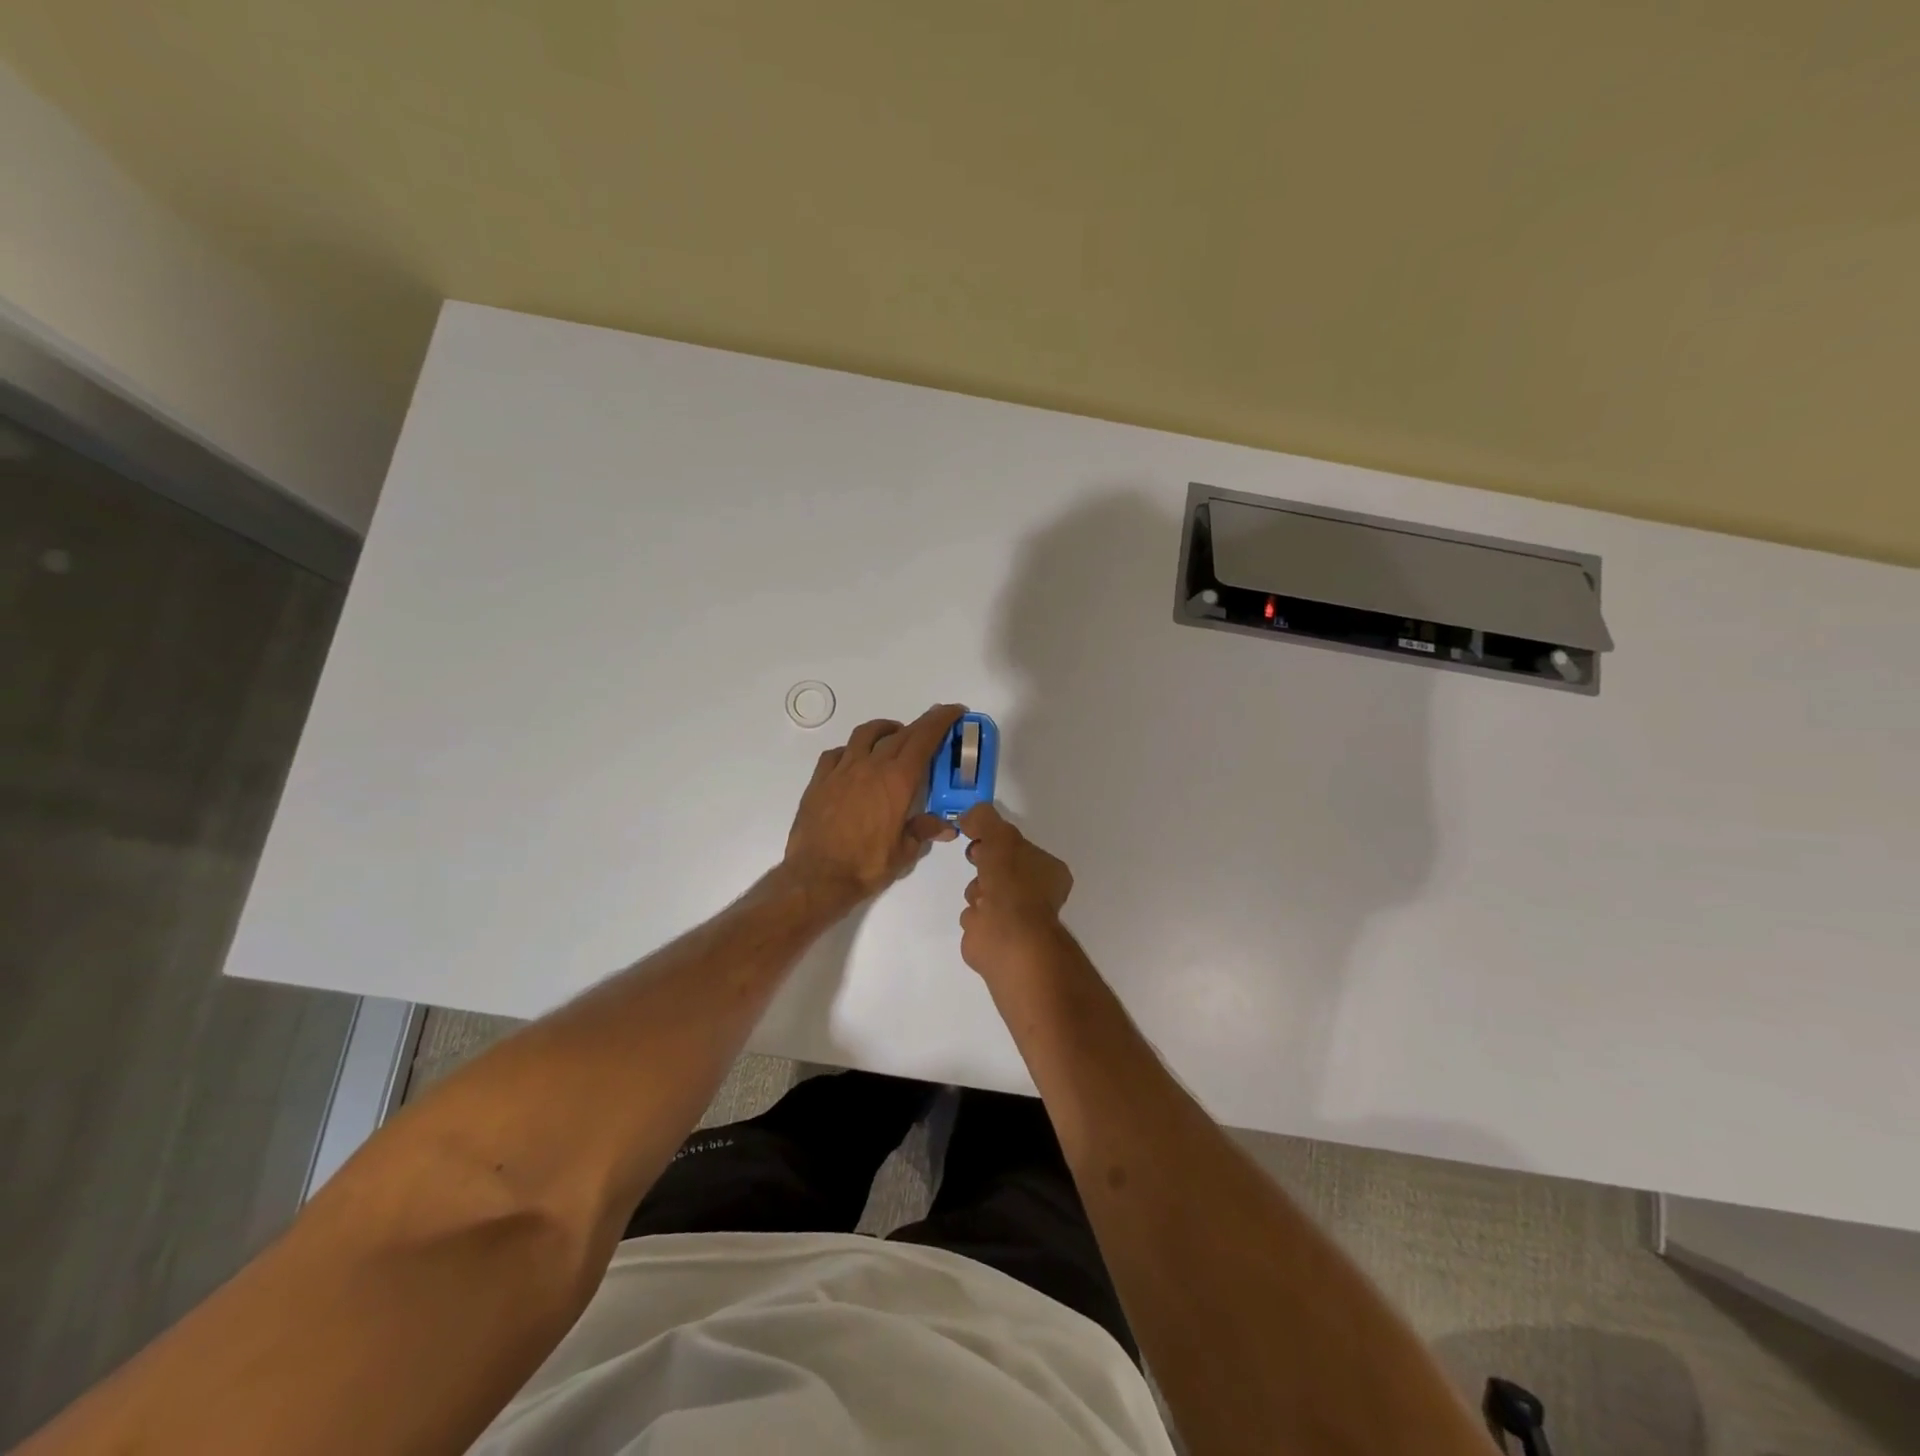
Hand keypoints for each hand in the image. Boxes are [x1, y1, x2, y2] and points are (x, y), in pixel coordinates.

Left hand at [783, 704, 964, 903]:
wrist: (817, 877)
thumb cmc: (866, 866)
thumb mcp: (904, 852)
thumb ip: (924, 831)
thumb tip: (945, 827)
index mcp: (897, 780)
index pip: (924, 739)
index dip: (941, 720)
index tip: (954, 710)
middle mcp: (871, 766)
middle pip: (900, 734)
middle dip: (921, 725)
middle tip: (933, 726)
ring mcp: (842, 770)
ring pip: (866, 734)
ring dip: (885, 729)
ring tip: (894, 735)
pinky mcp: (820, 780)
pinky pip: (837, 753)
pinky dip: (852, 750)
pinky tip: (855, 760)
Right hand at [957, 803, 1073, 983]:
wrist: (1006, 934)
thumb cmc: (1011, 882)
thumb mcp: (999, 836)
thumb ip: (984, 819)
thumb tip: (969, 815)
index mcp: (1049, 871)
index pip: (1019, 849)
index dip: (997, 841)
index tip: (979, 838)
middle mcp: (1038, 894)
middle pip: (1001, 869)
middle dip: (985, 864)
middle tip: (976, 860)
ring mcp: (1018, 918)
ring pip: (986, 892)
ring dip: (977, 890)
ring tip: (980, 897)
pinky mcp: (997, 937)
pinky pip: (978, 917)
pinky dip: (974, 915)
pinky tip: (977, 918)